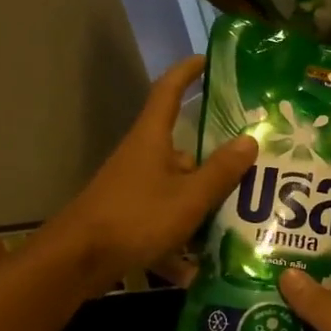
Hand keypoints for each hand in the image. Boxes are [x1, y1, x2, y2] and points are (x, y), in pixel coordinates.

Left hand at [48, 56, 255, 287]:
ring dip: (202, 205)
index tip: (207, 61)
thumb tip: (249, 139)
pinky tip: (195, 269)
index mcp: (152, 139)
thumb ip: (221, 171)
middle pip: (184, 150)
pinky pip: (164, 220)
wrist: (78, 260)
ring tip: (237, 221)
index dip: (187, 73)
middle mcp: (141, 157)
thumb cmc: (136, 217)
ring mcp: (133, 188)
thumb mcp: (189, 197)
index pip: (168, 91)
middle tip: (252, 168)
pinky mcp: (128, 216)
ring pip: (177, 188)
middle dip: (215, 162)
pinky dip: (179, 240)